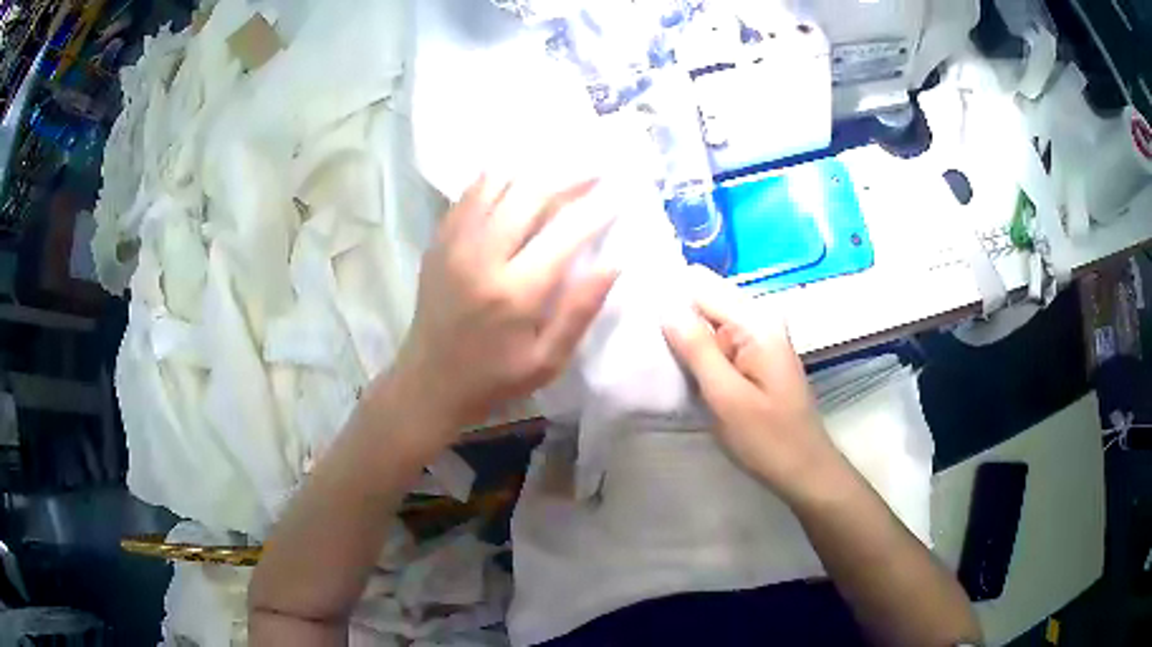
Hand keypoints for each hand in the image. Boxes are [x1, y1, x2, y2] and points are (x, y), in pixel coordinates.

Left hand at [389, 174, 617, 436]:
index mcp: (515, 292)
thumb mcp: (547, 361)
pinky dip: (496, 179)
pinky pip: (469, 195)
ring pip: (497, 185)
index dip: (595, 210)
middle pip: (530, 196)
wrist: (429, 380)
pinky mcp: (439, 242)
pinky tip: (515, 176)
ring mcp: (455, 244)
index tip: (617, 195)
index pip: (565, 234)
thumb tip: (614, 264)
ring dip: (533, 173)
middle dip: (568, 179)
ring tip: (560, 168)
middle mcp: (482, 257)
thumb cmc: (494, 378)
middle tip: (594, 171)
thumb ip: (579, 311)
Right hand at [663, 266, 840, 502]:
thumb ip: (697, 349)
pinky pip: (718, 339)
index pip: (701, 286)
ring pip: (709, 319)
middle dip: (674, 313)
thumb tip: (665, 305)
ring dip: (683, 333)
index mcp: (756, 323)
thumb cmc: (768, 439)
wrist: (804, 470)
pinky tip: (677, 365)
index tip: (635, 313)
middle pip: (705, 297)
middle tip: (640, 337)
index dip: (667, 295)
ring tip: (652, 351)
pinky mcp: (755, 356)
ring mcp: (759, 338)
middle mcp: (759, 319)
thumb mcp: (727, 397)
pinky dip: (698, 349)